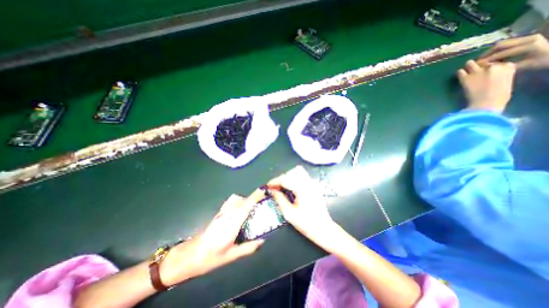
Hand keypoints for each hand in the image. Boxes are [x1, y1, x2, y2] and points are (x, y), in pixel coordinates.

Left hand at [160, 191, 264, 285]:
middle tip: (260, 206)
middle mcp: (227, 214)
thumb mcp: (232, 255)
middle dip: (252, 198)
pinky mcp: (218, 213)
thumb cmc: (211, 257)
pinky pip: (231, 202)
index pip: (246, 205)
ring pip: (235, 198)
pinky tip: (240, 213)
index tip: (264, 190)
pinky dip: (238, 202)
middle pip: (242, 199)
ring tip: (251, 210)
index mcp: (232, 223)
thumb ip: (249, 247)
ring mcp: (222, 212)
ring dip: (245, 200)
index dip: (255, 196)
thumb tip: (262, 240)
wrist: (190, 255)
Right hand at [266, 166, 334, 244]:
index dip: (274, 182)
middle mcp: (308, 182)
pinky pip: (302, 177)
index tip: (267, 186)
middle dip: (280, 179)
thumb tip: (271, 190)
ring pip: (296, 173)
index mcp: (302, 188)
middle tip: (273, 188)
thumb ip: (279, 199)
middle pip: (290, 174)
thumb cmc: (306, 223)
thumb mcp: (289, 213)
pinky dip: (293, 180)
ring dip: (287, 178)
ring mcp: (312, 183)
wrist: (324, 229)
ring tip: (280, 187)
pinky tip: (290, 188)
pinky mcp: (314, 186)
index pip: (285, 179)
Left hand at [458, 60, 516, 112]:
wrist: (486, 103)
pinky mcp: (465, 78)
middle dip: (480, 65)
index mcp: (508, 67)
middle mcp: (493, 66)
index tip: (488, 71)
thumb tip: (495, 76)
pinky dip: (459, 73)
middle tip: (476, 70)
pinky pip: (460, 72)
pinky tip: (460, 76)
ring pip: (470, 63)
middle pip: (484, 61)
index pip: (499, 62)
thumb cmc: (499, 97)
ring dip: (469, 66)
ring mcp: (478, 72)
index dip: (492, 67)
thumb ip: (502, 76)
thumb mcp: (507, 83)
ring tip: (467, 71)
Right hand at [477, 33, 548, 67]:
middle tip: (477, 61)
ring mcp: (528, 37)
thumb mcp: (527, 66)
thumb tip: (492, 68)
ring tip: (482, 59)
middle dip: (486, 54)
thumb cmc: (545, 61)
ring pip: (503, 44)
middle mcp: (528, 39)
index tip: (477, 65)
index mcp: (529, 46)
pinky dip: (497, 50)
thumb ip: (509, 66)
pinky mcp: (527, 38)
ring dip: (491, 51)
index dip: (488, 59)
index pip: (502, 53)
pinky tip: (492, 56)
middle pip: (501, 45)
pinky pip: (508, 44)